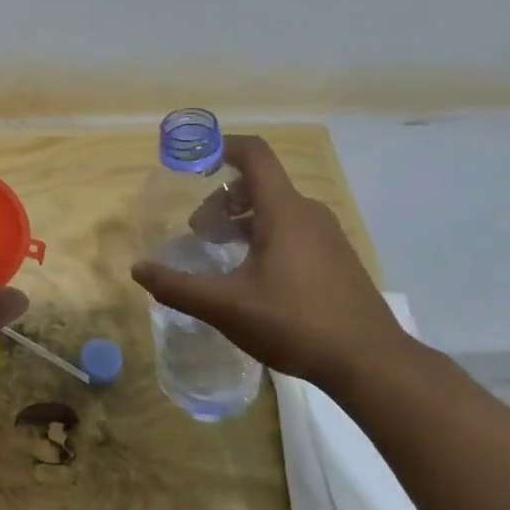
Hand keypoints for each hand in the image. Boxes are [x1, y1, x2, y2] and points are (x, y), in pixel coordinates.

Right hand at [131, 135, 407, 391]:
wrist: (371, 363)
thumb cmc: (295, 323)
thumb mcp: (225, 307)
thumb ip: (177, 286)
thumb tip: (138, 269)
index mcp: (284, 212)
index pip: (254, 155)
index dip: (221, 146)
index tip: (191, 161)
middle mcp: (308, 213)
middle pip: (259, 185)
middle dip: (221, 199)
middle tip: (197, 232)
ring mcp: (327, 236)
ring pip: (276, 210)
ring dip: (241, 221)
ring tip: (219, 253)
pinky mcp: (336, 259)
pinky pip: (292, 230)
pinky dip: (263, 237)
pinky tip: (251, 276)